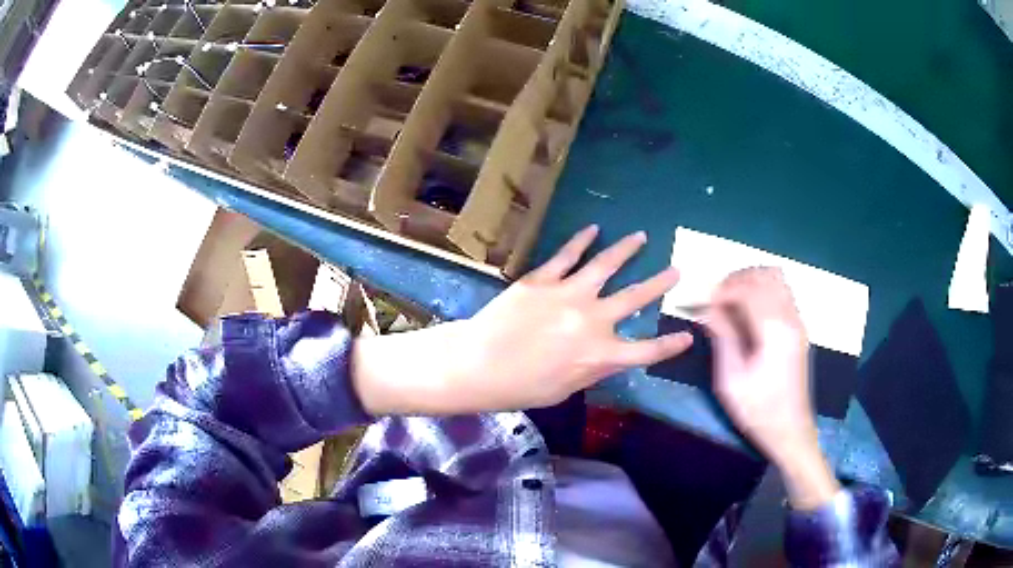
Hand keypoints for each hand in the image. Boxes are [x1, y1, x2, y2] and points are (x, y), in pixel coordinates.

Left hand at [352, 225, 692, 414]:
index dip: (670, 345)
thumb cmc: (520, 387)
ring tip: (641, 237)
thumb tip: (607, 355)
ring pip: (607, 265)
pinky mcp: (544, 279)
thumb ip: (593, 369)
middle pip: (636, 298)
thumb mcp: (565, 389)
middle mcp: (593, 321)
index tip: (688, 334)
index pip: (647, 351)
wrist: (477, 365)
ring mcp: (570, 295)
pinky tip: (594, 229)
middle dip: (659, 284)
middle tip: (676, 270)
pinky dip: (582, 240)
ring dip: (627, 250)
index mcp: (601, 355)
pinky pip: (568, 255)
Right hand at [706, 267, 838, 509]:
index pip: (749, 288)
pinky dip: (763, 291)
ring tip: (731, 301)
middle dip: (737, 279)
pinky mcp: (799, 329)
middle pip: (765, 275)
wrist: (791, 431)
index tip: (704, 303)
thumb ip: (723, 337)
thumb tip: (708, 309)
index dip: (723, 289)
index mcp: (774, 330)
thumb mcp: (731, 379)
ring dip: (752, 282)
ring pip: (776, 280)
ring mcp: (798, 322)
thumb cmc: (758, 410)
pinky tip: (748, 312)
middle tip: (716, 299)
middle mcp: (790, 318)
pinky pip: (782, 293)